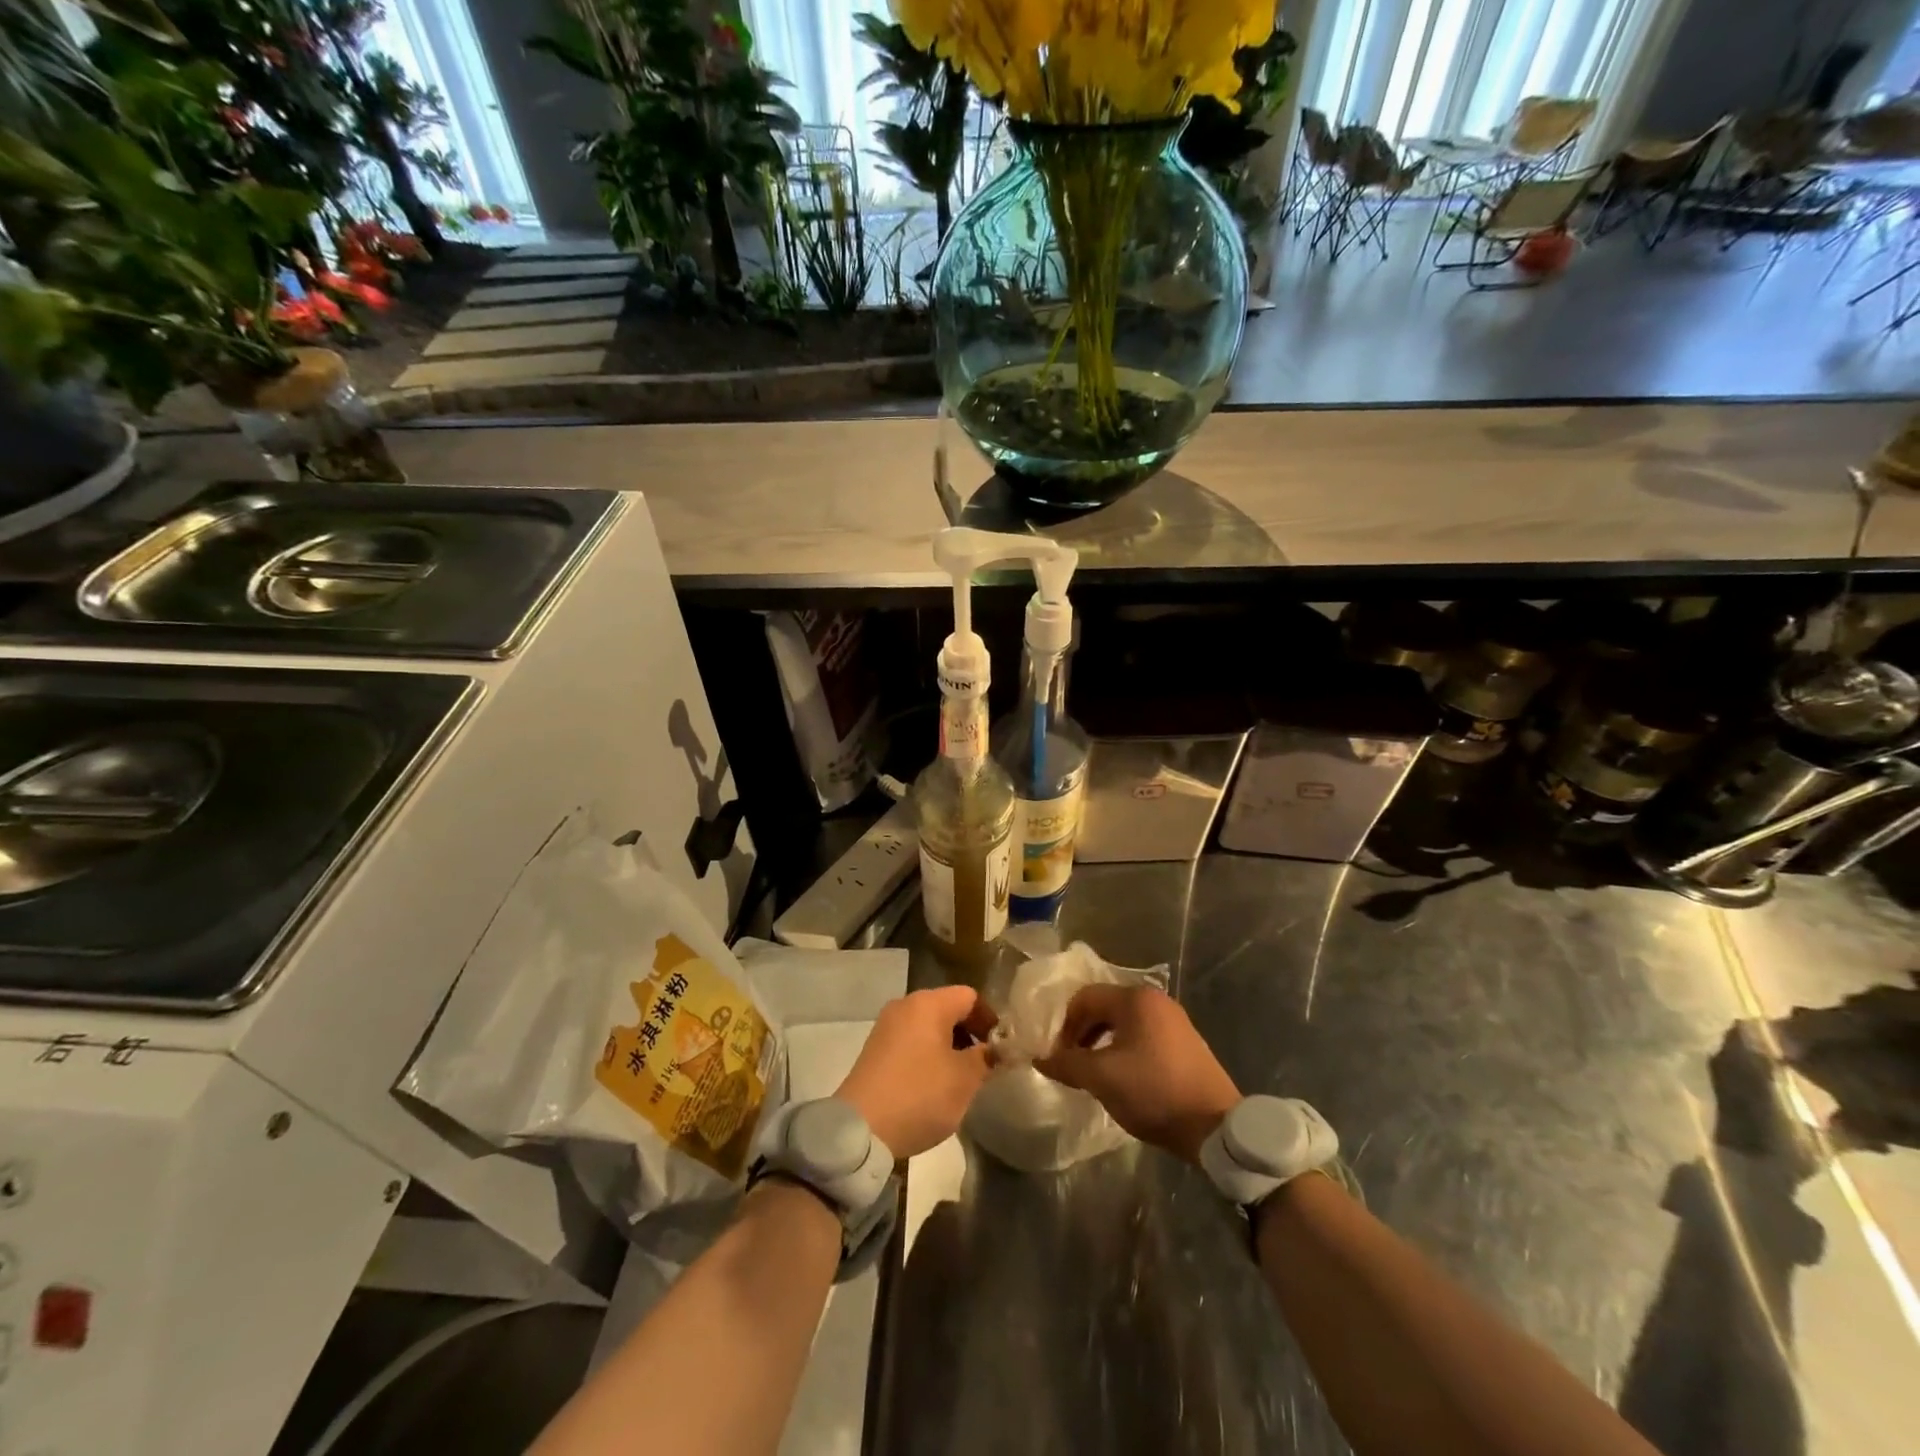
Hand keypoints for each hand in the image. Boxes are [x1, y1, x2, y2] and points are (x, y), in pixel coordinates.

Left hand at [837, 986, 996, 1158]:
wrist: (860, 1129)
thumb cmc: (919, 1095)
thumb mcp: (964, 1080)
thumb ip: (986, 1058)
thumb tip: (996, 1049)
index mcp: (928, 1004)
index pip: (970, 997)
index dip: (990, 1019)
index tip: (1001, 1048)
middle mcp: (905, 1005)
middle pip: (948, 1008)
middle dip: (970, 1033)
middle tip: (984, 1065)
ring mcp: (886, 1026)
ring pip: (929, 1026)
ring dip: (949, 1046)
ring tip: (961, 1078)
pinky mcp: (875, 1048)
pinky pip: (911, 1041)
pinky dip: (928, 1054)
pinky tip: (933, 1084)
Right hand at [1036, 984, 1239, 1163]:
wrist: (1215, 1126)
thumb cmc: (1153, 1091)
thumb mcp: (1102, 1078)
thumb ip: (1067, 1064)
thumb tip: (1040, 1059)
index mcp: (1135, 999)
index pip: (1085, 997)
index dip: (1065, 1025)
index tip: (1058, 1056)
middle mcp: (1155, 1000)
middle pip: (1105, 1007)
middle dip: (1083, 1033)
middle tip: (1073, 1064)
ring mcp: (1174, 1021)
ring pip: (1124, 1023)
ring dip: (1102, 1043)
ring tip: (1095, 1073)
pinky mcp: (1186, 1043)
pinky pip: (1144, 1036)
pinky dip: (1125, 1050)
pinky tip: (1124, 1078)